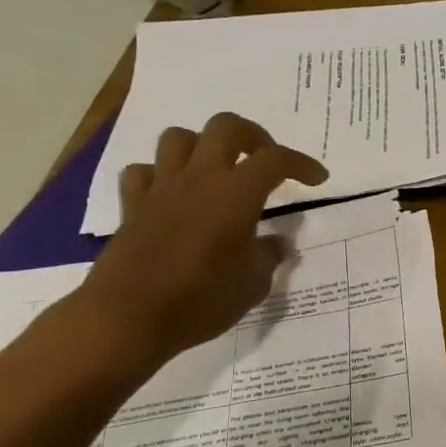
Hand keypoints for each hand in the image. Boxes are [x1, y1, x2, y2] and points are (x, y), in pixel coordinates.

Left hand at [61, 113, 327, 374]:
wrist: (128, 319)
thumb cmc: (201, 301)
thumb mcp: (253, 285)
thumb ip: (268, 256)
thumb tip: (277, 243)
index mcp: (236, 194)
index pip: (276, 159)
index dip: (302, 163)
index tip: (317, 178)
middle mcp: (199, 180)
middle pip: (225, 127)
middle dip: (252, 136)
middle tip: (264, 161)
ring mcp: (161, 189)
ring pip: (179, 138)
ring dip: (203, 146)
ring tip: (217, 171)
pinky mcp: (132, 207)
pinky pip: (143, 172)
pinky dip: (160, 176)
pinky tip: (172, 195)